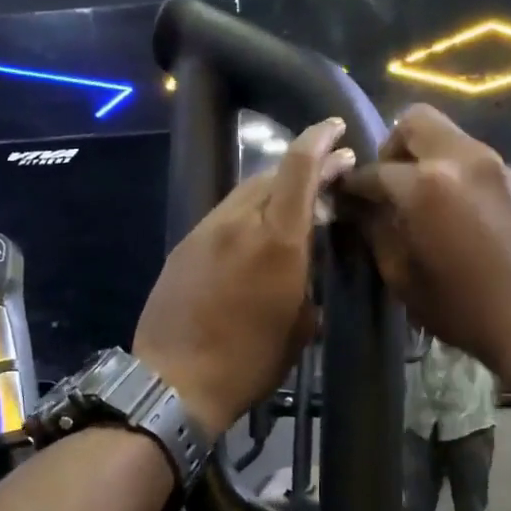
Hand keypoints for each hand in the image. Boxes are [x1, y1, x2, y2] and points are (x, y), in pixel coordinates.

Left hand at [134, 119, 354, 432]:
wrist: (174, 381)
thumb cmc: (249, 362)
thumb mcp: (299, 327)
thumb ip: (308, 281)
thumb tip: (309, 262)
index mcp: (277, 241)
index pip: (299, 167)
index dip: (319, 140)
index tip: (336, 129)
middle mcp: (239, 223)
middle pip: (272, 174)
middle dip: (303, 168)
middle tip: (326, 176)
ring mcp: (206, 231)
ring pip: (244, 193)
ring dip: (272, 191)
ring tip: (292, 206)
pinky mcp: (184, 246)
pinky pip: (223, 216)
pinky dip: (246, 213)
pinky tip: (253, 234)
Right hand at [336, 105, 510, 385]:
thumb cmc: (461, 308)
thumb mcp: (402, 275)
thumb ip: (375, 230)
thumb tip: (357, 207)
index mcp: (426, 184)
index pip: (374, 170)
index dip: (352, 186)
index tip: (343, 199)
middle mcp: (460, 158)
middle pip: (414, 122)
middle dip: (390, 149)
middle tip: (386, 187)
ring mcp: (492, 163)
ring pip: (445, 134)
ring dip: (422, 156)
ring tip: (415, 199)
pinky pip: (468, 155)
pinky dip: (448, 168)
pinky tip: (446, 208)